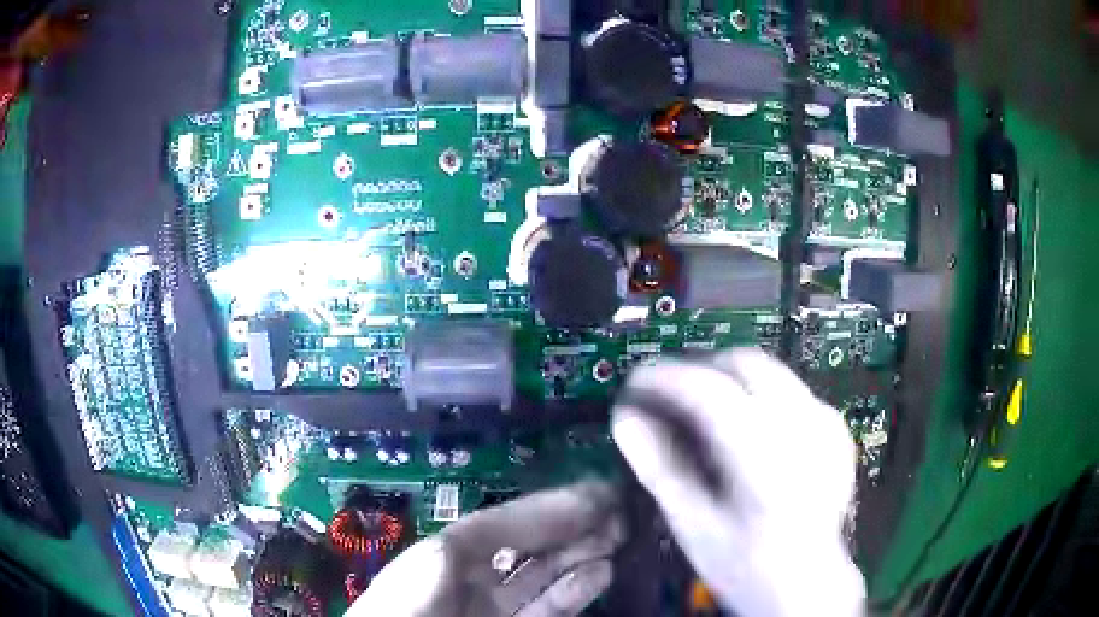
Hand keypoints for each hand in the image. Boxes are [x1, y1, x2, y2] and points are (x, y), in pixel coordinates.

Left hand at [348, 481, 622, 616]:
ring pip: (544, 578)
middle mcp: (475, 576)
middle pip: (531, 548)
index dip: (552, 506)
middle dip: (574, 528)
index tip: (598, 492)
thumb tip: (567, 503)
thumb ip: (502, 530)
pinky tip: (602, 572)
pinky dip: (576, 590)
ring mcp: (495, 608)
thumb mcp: (446, 556)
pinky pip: (547, 608)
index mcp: (451, 551)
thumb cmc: (412, 602)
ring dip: (581, 557)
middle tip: (620, 512)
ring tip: (619, 536)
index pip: (509, 522)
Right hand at [611, 349, 865, 616]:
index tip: (637, 384)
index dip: (665, 378)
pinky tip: (746, 431)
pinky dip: (759, 395)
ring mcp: (825, 426)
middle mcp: (803, 429)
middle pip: (745, 363)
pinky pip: (791, 391)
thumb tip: (627, 423)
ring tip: (704, 414)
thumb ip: (660, 470)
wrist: (808, 584)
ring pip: (771, 370)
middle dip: (700, 369)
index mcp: (766, 457)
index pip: (708, 389)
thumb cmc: (749, 567)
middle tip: (669, 395)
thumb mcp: (695, 527)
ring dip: (729, 379)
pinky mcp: (833, 431)